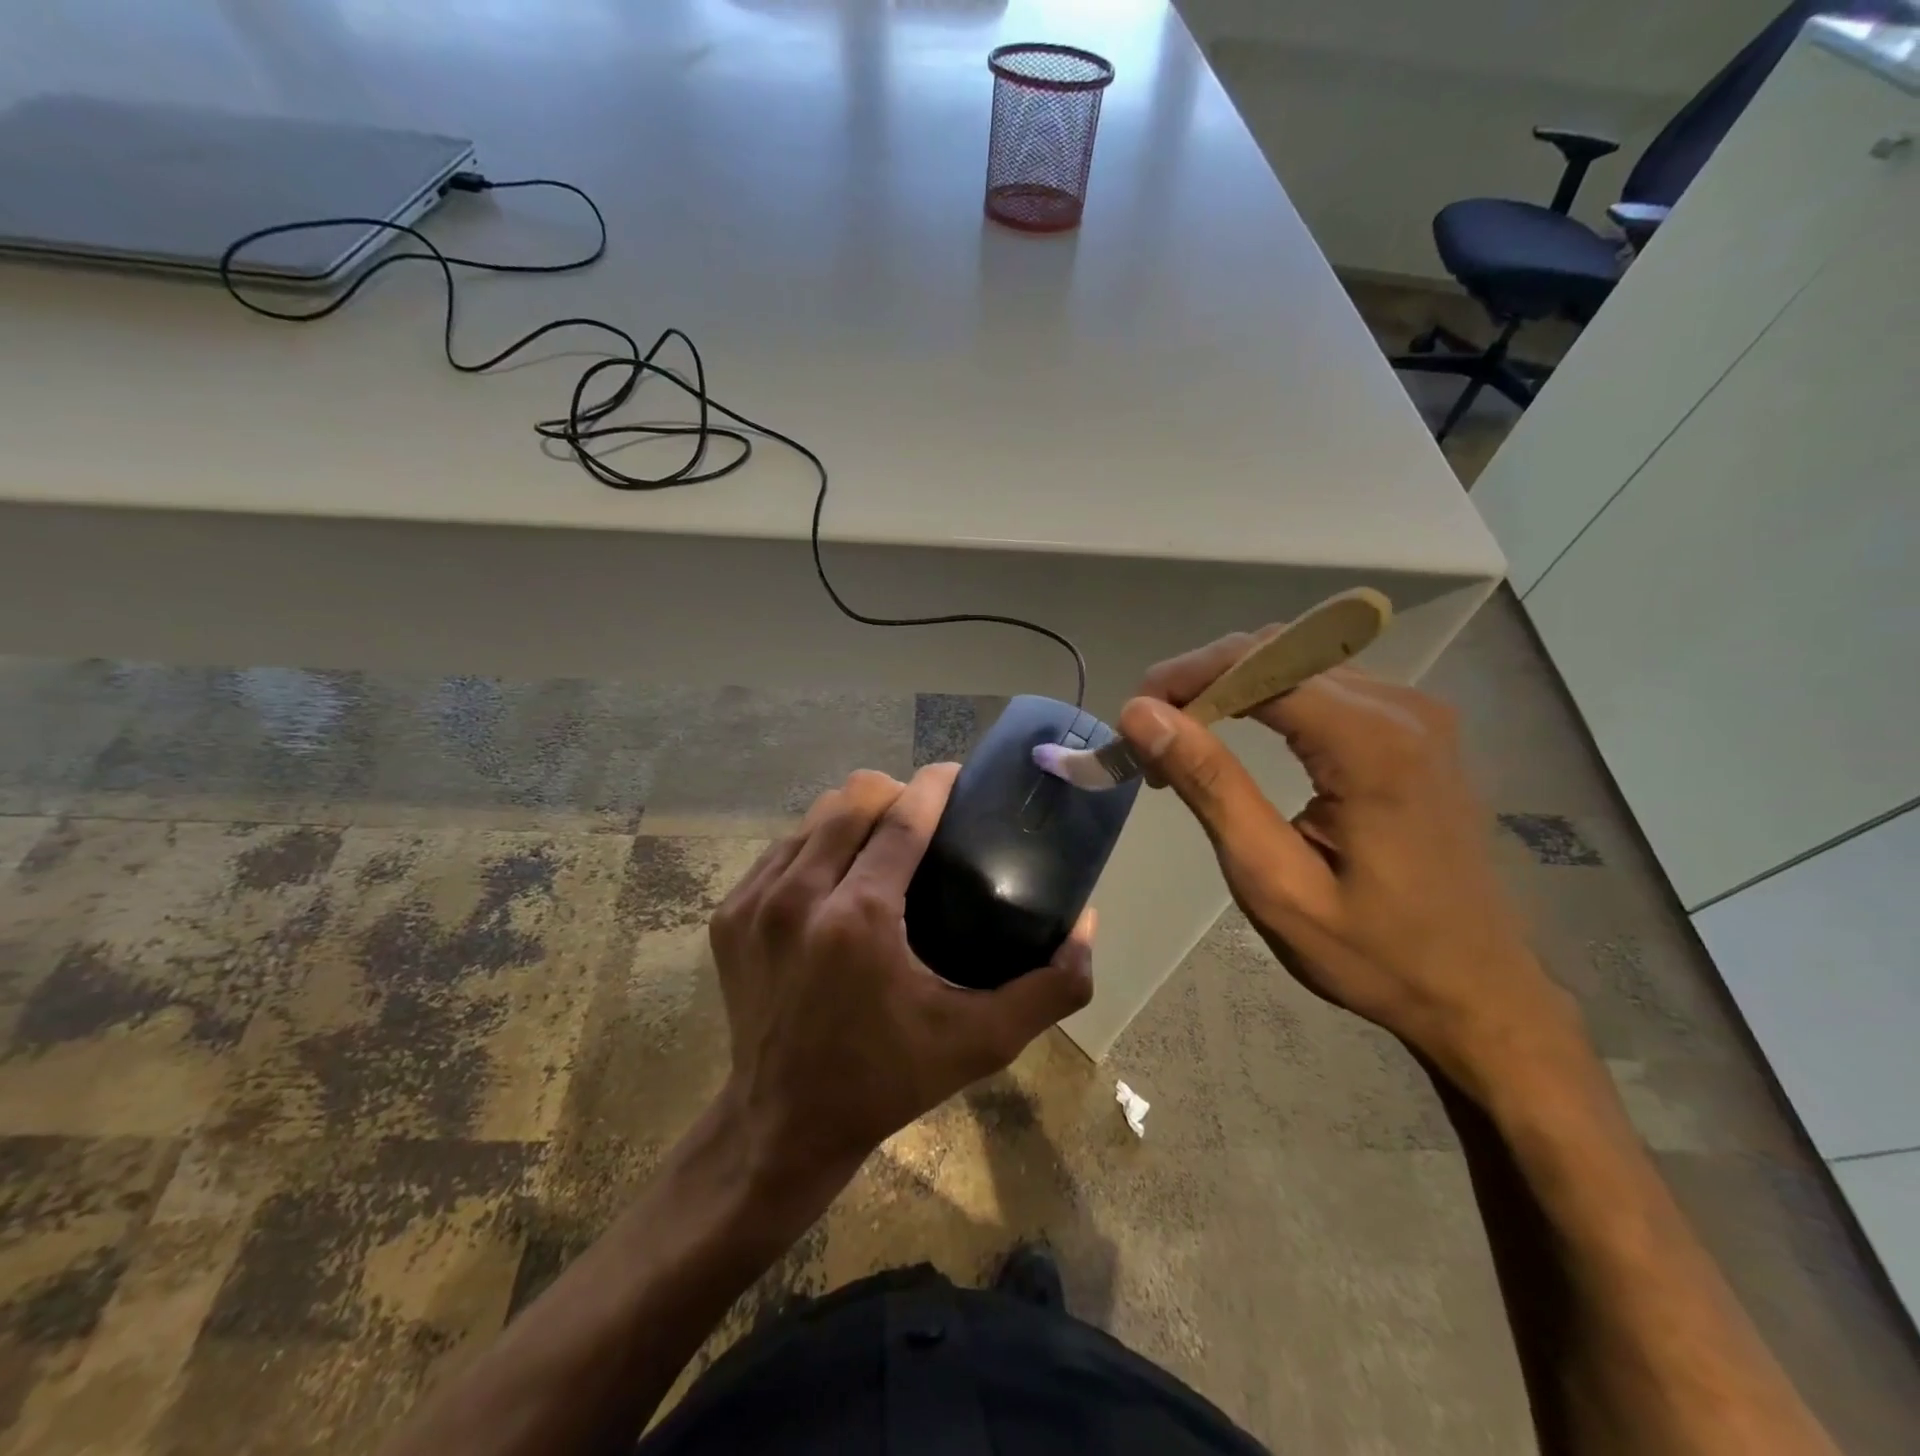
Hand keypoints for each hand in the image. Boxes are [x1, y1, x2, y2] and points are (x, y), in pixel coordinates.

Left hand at [708, 764, 1093, 1193]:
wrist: (783, 1124)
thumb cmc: (888, 1079)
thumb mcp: (981, 1042)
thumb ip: (1049, 988)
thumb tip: (1088, 926)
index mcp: (858, 919)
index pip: (902, 818)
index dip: (934, 784)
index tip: (958, 774)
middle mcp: (798, 897)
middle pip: (852, 798)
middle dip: (895, 791)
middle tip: (925, 817)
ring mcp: (754, 903)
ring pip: (813, 817)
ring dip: (854, 815)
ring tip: (883, 839)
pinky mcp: (729, 915)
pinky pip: (781, 849)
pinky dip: (815, 845)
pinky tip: (838, 872)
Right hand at [1116, 637, 1575, 1085]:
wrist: (1479, 993)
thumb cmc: (1371, 951)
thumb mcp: (1273, 879)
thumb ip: (1210, 785)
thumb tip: (1142, 714)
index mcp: (1371, 743)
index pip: (1257, 665)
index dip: (1184, 676)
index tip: (1134, 719)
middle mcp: (1402, 707)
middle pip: (1277, 650)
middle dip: (1202, 678)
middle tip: (1151, 734)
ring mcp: (1416, 713)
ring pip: (1298, 659)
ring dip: (1230, 685)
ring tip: (1184, 737)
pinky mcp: (1416, 728)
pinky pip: (1325, 682)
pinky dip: (1268, 695)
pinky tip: (1238, 732)